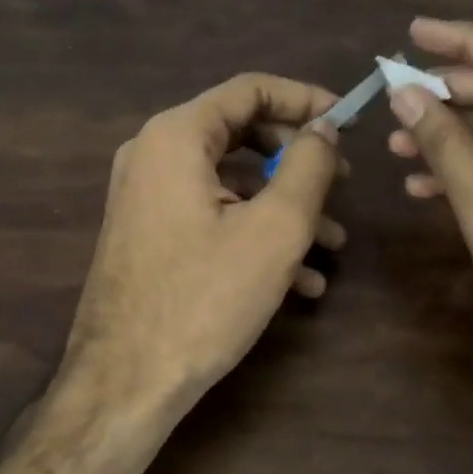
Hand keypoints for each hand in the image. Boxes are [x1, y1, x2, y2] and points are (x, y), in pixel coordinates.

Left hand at [64, 73, 346, 417]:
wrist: (124, 384)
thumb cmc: (204, 298)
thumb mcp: (274, 229)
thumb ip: (308, 166)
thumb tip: (324, 127)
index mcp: (177, 135)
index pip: (250, 89)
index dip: (305, 99)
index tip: (348, 122)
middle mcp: (154, 153)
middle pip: (241, 131)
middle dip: (298, 158)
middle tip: (342, 183)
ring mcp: (147, 196)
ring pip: (231, 180)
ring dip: (285, 205)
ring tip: (333, 243)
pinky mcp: (150, 233)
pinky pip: (211, 213)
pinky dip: (254, 231)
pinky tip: (300, 279)